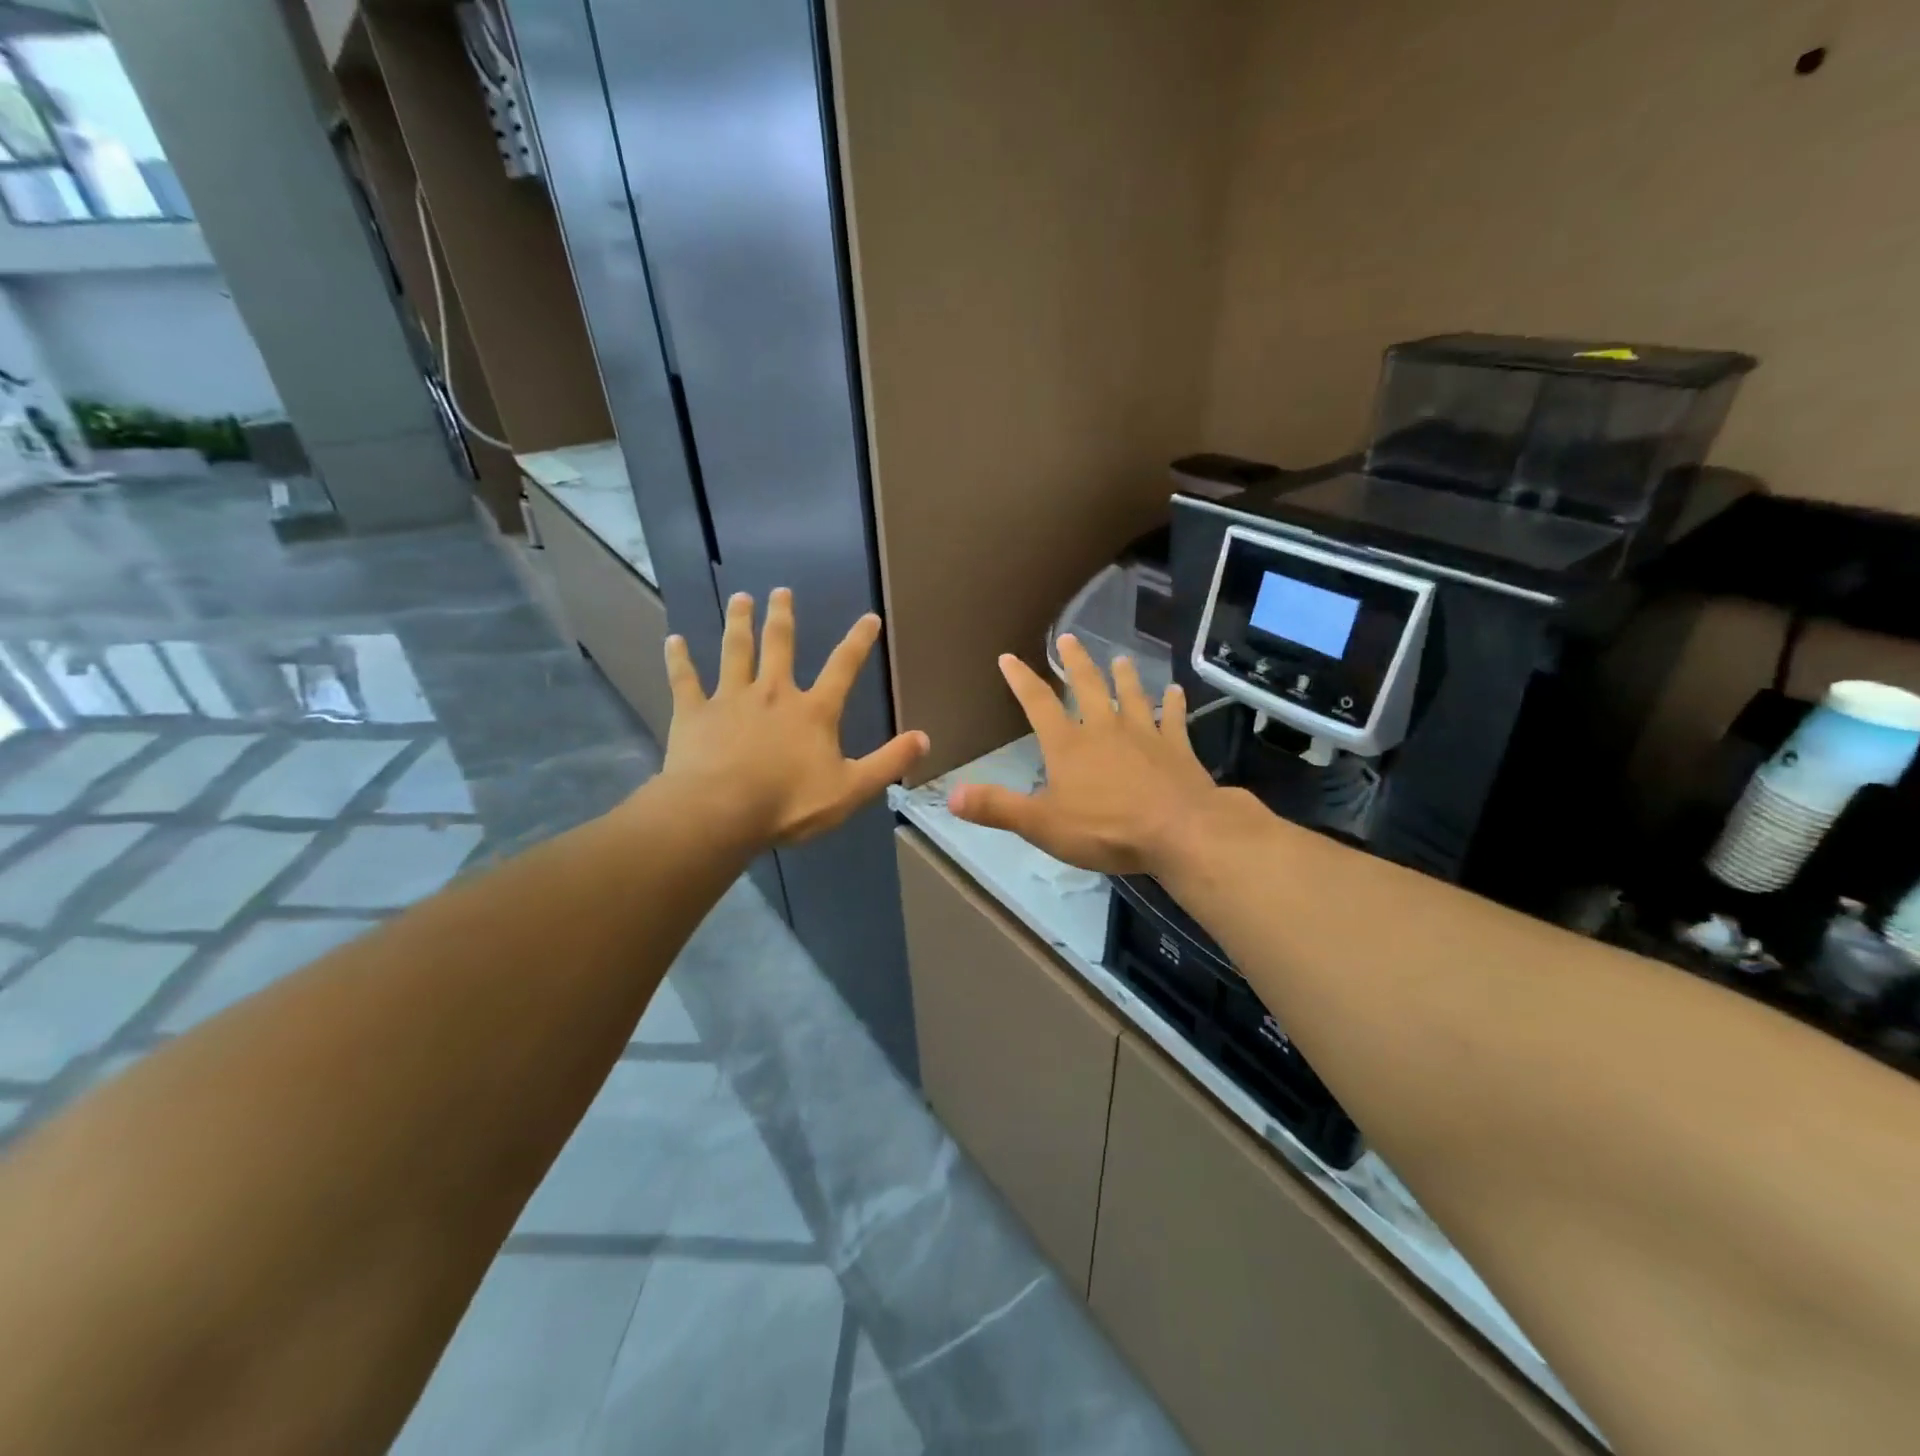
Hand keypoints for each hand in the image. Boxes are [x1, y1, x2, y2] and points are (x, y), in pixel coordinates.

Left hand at [659, 589, 929, 845]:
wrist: (722, 811)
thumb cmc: (790, 803)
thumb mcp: (852, 788)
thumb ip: (888, 762)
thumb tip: (924, 738)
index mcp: (813, 711)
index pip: (843, 668)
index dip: (858, 642)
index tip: (869, 617)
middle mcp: (773, 694)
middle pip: (780, 646)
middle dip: (782, 617)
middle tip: (780, 592)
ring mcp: (730, 699)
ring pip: (735, 651)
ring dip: (739, 623)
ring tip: (741, 599)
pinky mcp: (694, 713)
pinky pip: (685, 680)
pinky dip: (679, 660)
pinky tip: (673, 641)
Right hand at [948, 636, 1220, 874]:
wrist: (1178, 831)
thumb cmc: (1105, 829)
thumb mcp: (1041, 825)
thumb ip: (997, 807)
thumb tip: (951, 795)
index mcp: (1068, 744)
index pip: (1038, 703)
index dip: (1021, 679)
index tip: (1009, 657)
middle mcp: (1104, 729)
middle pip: (1087, 686)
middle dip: (1075, 662)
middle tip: (1069, 637)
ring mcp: (1144, 734)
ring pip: (1131, 695)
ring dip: (1124, 676)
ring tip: (1120, 658)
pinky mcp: (1177, 748)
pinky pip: (1173, 719)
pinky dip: (1173, 704)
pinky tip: (1176, 692)